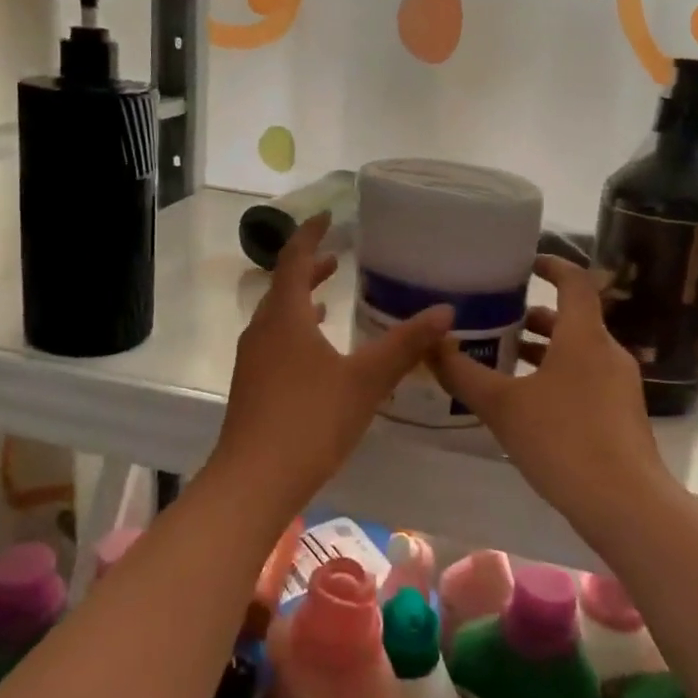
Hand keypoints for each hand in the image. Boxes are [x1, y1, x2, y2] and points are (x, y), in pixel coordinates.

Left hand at [215, 215, 452, 508]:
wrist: (254, 481)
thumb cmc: (310, 421)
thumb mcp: (366, 381)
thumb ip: (405, 345)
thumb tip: (445, 311)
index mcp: (285, 316)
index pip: (293, 258)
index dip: (310, 234)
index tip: (327, 217)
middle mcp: (262, 330)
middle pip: (282, 286)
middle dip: (309, 268)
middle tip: (337, 257)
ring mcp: (252, 359)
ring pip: (277, 316)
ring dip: (302, 302)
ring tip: (329, 300)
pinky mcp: (252, 385)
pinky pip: (274, 342)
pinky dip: (296, 332)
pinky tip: (317, 355)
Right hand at [432, 255, 661, 519]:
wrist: (625, 504)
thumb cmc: (562, 440)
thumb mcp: (502, 405)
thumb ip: (463, 373)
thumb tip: (432, 344)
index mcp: (584, 336)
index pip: (575, 281)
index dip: (552, 265)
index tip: (526, 264)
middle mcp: (607, 353)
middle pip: (573, 320)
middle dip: (536, 318)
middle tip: (498, 321)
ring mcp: (620, 386)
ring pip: (579, 353)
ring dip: (545, 352)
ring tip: (505, 362)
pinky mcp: (623, 416)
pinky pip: (586, 380)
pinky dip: (558, 377)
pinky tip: (529, 405)